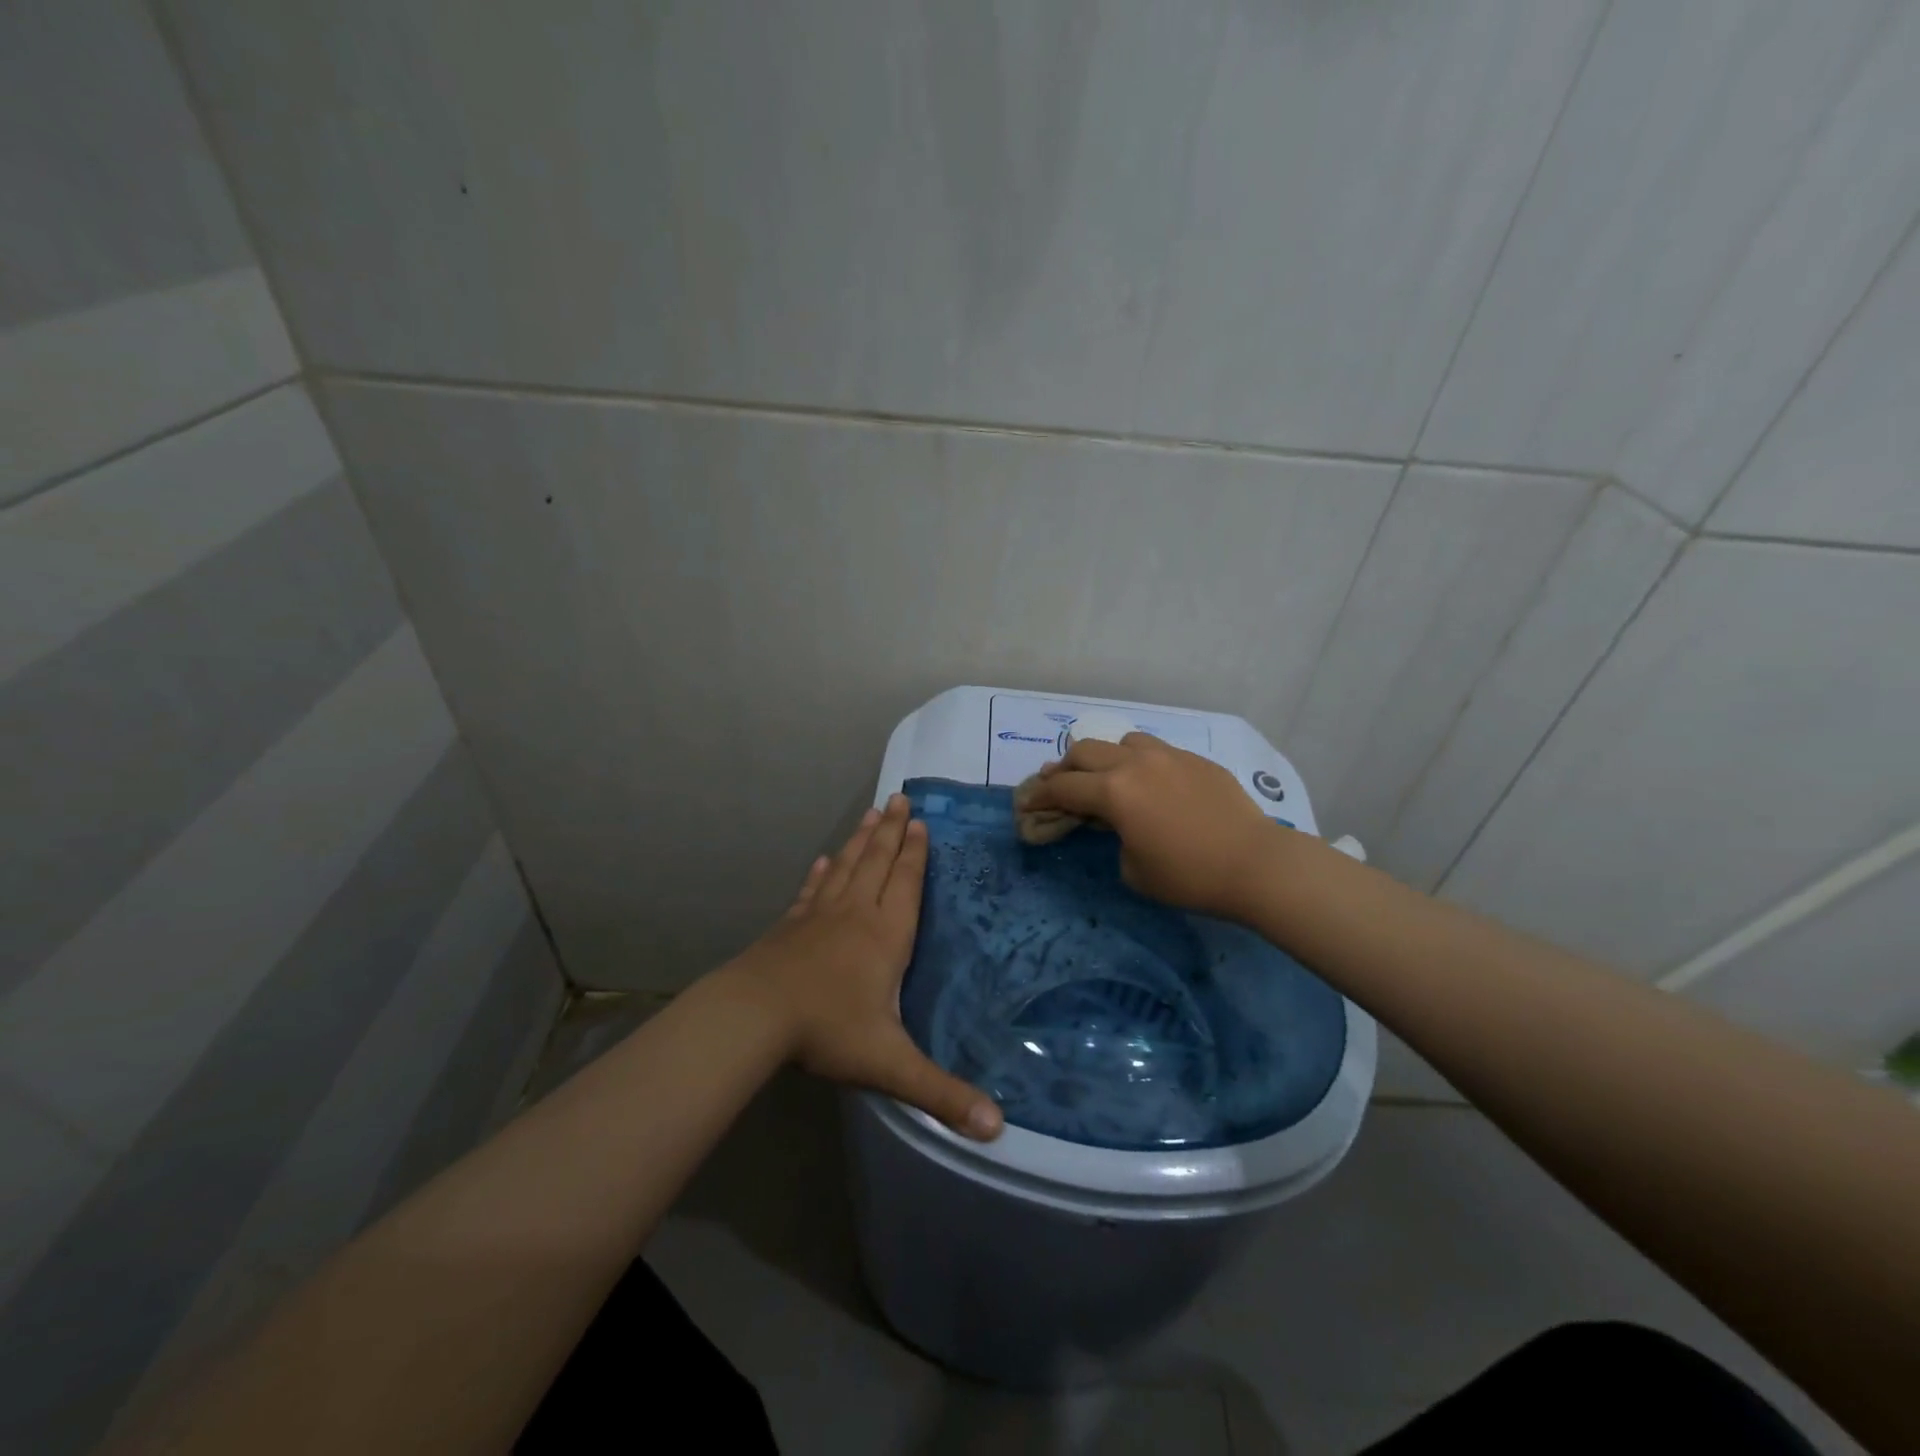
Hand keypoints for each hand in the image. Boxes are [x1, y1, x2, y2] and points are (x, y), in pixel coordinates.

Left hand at [722, 795, 1003, 1140]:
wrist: (754, 1016)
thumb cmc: (828, 1031)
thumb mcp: (890, 1065)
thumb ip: (942, 1094)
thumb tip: (997, 1129)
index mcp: (886, 935)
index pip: (906, 884)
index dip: (916, 853)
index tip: (921, 822)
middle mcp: (856, 914)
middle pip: (878, 862)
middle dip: (892, 831)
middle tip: (900, 798)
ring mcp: (819, 916)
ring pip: (847, 867)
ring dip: (861, 840)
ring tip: (872, 813)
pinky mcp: (790, 925)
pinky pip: (812, 890)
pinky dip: (821, 873)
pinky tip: (824, 860)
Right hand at [1025, 733, 1285, 920]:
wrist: (1255, 864)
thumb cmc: (1189, 876)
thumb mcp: (1133, 870)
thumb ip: (1114, 838)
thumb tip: (1119, 825)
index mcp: (1114, 792)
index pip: (1063, 787)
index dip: (1039, 795)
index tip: (1026, 802)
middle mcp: (1135, 763)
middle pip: (1085, 751)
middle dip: (1065, 768)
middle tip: (1059, 785)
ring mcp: (1168, 756)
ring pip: (1122, 741)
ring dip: (1105, 757)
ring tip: (1107, 777)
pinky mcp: (1195, 760)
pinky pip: (1156, 750)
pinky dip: (1140, 762)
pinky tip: (1151, 784)